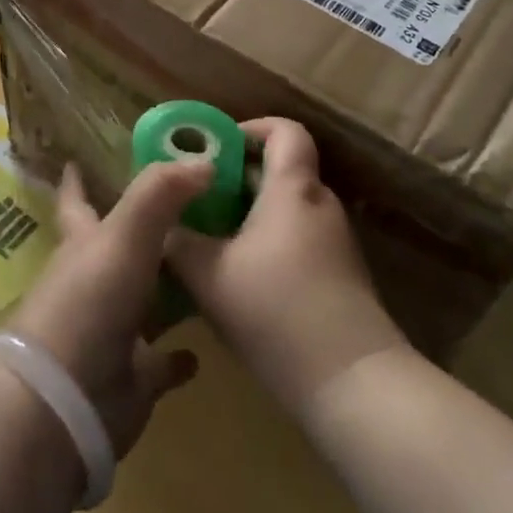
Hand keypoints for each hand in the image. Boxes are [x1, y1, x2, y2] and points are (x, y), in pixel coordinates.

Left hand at [8, 160, 209, 456]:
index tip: (77, 160)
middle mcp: (94, 282)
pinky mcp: (131, 377)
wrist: (65, 400)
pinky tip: (199, 353)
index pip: (76, 201)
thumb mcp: (124, 234)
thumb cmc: (89, 302)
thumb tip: (204, 159)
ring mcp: (111, 331)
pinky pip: (160, 363)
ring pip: (143, 301)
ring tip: (206, 269)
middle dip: (143, 231)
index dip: (76, 181)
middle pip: (118, 249)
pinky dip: (176, 358)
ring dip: (167, 289)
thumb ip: (160, 192)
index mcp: (84, 244)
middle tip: (186, 211)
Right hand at [165, 118, 407, 413]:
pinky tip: (238, 282)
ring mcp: (336, 244)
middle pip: (280, 172)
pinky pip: (297, 242)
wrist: (354, 385)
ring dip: (248, 217)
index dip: (250, 128)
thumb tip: (159, 226)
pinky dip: (267, 245)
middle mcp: (320, 206)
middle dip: (235, 179)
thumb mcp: (208, 275)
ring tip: (208, 242)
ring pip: (286, 211)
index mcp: (292, 189)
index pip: (285, 131)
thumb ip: (177, 241)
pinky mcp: (341, 279)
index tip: (215, 149)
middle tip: (195, 200)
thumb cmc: (276, 311)